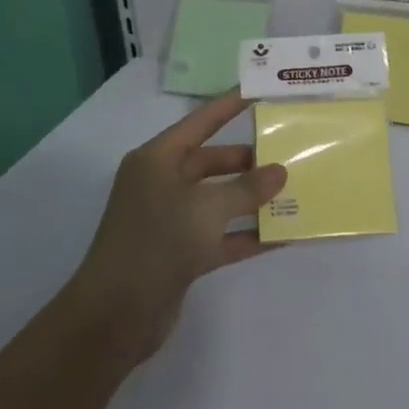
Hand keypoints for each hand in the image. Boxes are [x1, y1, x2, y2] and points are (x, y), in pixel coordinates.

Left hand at [69, 91, 285, 366]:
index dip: (229, 106)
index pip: (200, 122)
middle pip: (212, 162)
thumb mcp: (207, 209)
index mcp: (158, 160)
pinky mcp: (181, 253)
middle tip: (289, 152)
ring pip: (219, 200)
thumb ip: (247, 189)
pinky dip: (248, 234)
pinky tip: (283, 235)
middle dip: (249, 160)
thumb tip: (279, 172)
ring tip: (294, 191)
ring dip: (252, 199)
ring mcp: (170, 220)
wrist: (114, 317)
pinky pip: (222, 235)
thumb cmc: (157, 244)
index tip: (260, 91)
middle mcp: (162, 184)